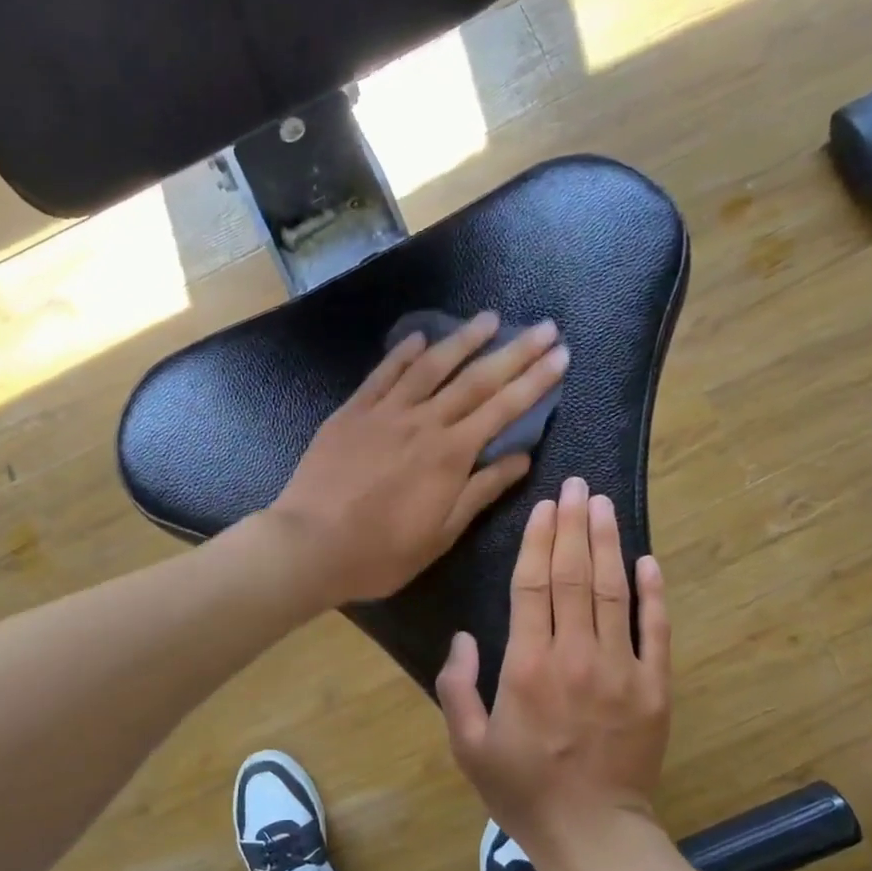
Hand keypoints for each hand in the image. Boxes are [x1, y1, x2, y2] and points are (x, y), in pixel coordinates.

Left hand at [268, 312, 568, 603]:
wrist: (309, 545)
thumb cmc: (380, 552)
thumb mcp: (440, 534)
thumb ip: (481, 491)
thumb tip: (522, 457)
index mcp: (451, 455)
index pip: (504, 408)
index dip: (535, 381)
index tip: (561, 355)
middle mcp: (424, 422)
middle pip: (476, 379)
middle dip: (515, 351)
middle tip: (544, 326)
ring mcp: (385, 412)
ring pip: (431, 366)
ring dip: (463, 339)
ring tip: (490, 318)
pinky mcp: (352, 412)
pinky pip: (382, 374)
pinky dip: (403, 353)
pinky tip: (419, 338)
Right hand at [435, 477, 672, 870]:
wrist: (593, 835)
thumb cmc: (522, 789)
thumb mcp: (468, 745)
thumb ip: (457, 686)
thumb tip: (463, 637)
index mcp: (527, 666)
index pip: (533, 585)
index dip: (539, 541)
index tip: (545, 506)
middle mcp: (576, 655)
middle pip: (575, 576)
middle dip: (574, 526)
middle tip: (576, 486)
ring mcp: (622, 669)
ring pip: (615, 592)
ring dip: (608, 544)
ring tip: (604, 505)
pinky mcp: (655, 688)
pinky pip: (657, 631)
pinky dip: (654, 594)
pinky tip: (649, 560)